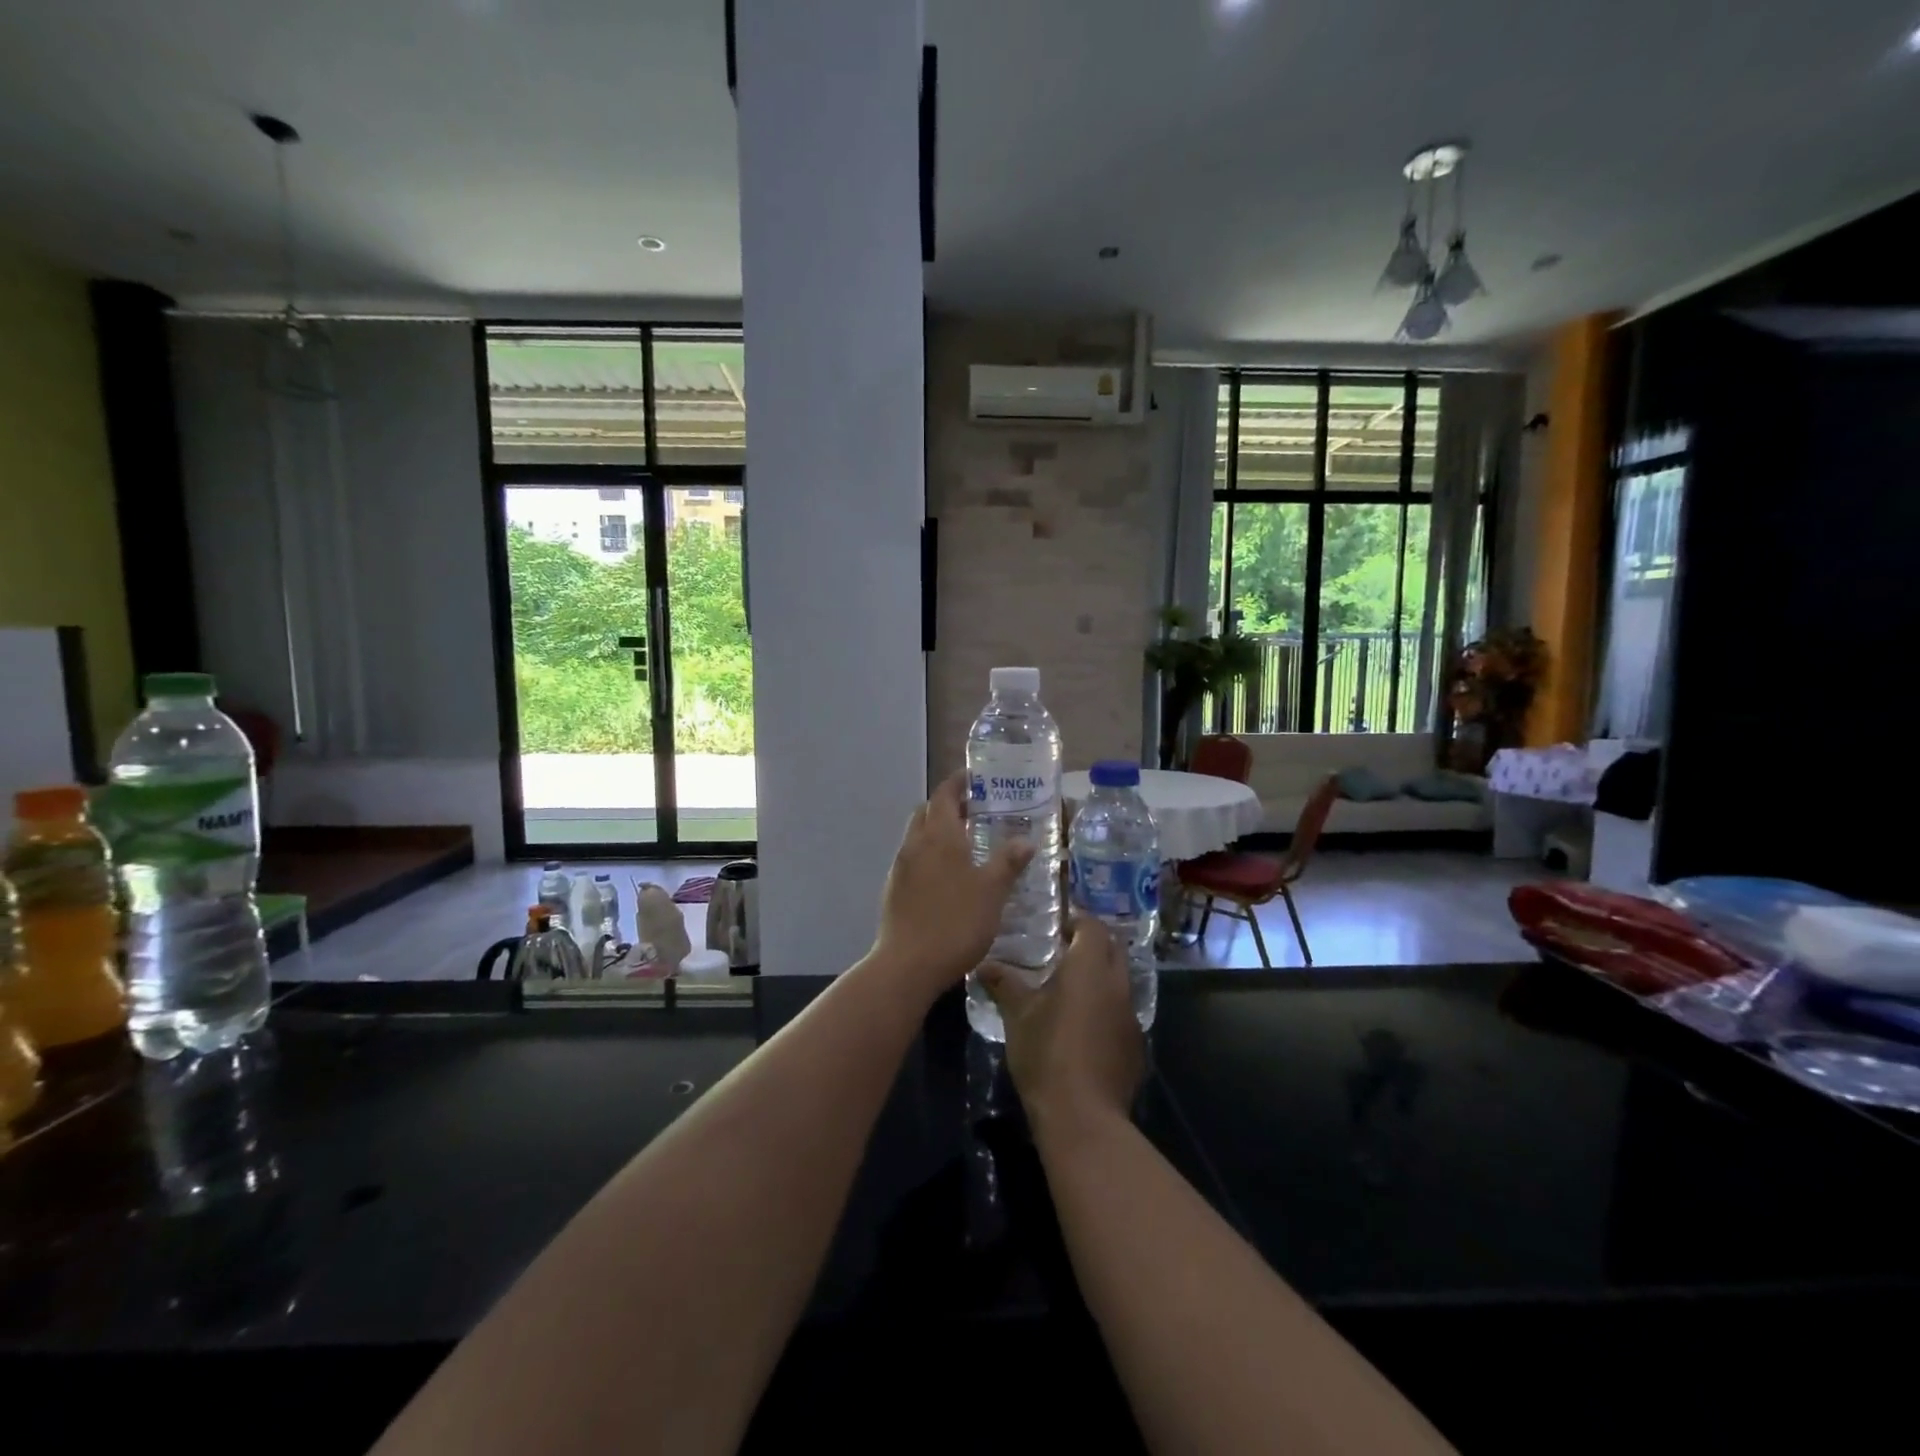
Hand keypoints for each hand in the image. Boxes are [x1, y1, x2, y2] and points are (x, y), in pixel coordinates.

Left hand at [873, 772, 1033, 998]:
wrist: (908, 965)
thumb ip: (1008, 863)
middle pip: (927, 811)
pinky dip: (930, 855)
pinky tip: (949, 877)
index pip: (944, 794)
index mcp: (939, 836)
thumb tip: (1026, 840)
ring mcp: (900, 868)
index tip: (976, 779)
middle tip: (976, 811)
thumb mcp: (992, 892)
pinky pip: (914, 859)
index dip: (958, 783)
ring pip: (919, 836)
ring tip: (967, 844)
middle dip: (948, 805)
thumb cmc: (955, 922)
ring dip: (939, 831)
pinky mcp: (894, 890)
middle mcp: (915, 844)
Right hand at [981, 916, 1143, 1135]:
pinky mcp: (1135, 1045)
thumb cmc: (1046, 1053)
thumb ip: (1004, 983)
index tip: (1057, 927)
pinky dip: (1106, 1008)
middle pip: (1113, 949)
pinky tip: (1083, 1028)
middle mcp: (1117, 985)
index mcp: (1090, 968)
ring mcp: (1132, 1016)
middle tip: (1063, 951)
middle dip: (1092, 944)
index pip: (1093, 926)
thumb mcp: (1018, 1015)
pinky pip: (1122, 1013)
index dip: (1077, 921)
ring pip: (1120, 982)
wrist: (1083, 1116)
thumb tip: (984, 965)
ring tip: (1070, 990)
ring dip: (1100, 978)